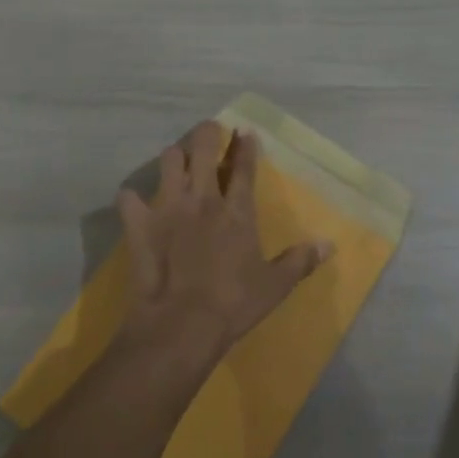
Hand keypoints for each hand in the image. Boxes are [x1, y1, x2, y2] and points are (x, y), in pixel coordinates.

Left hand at [116, 122, 329, 368]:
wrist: (180, 325)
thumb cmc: (233, 304)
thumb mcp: (275, 286)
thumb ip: (300, 260)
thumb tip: (329, 244)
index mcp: (237, 210)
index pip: (243, 166)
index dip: (245, 145)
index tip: (245, 132)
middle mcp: (202, 198)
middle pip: (203, 147)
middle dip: (208, 133)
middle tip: (210, 132)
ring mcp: (168, 207)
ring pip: (168, 159)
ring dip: (174, 157)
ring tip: (178, 162)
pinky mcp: (139, 223)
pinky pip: (129, 197)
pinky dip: (132, 198)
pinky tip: (136, 203)